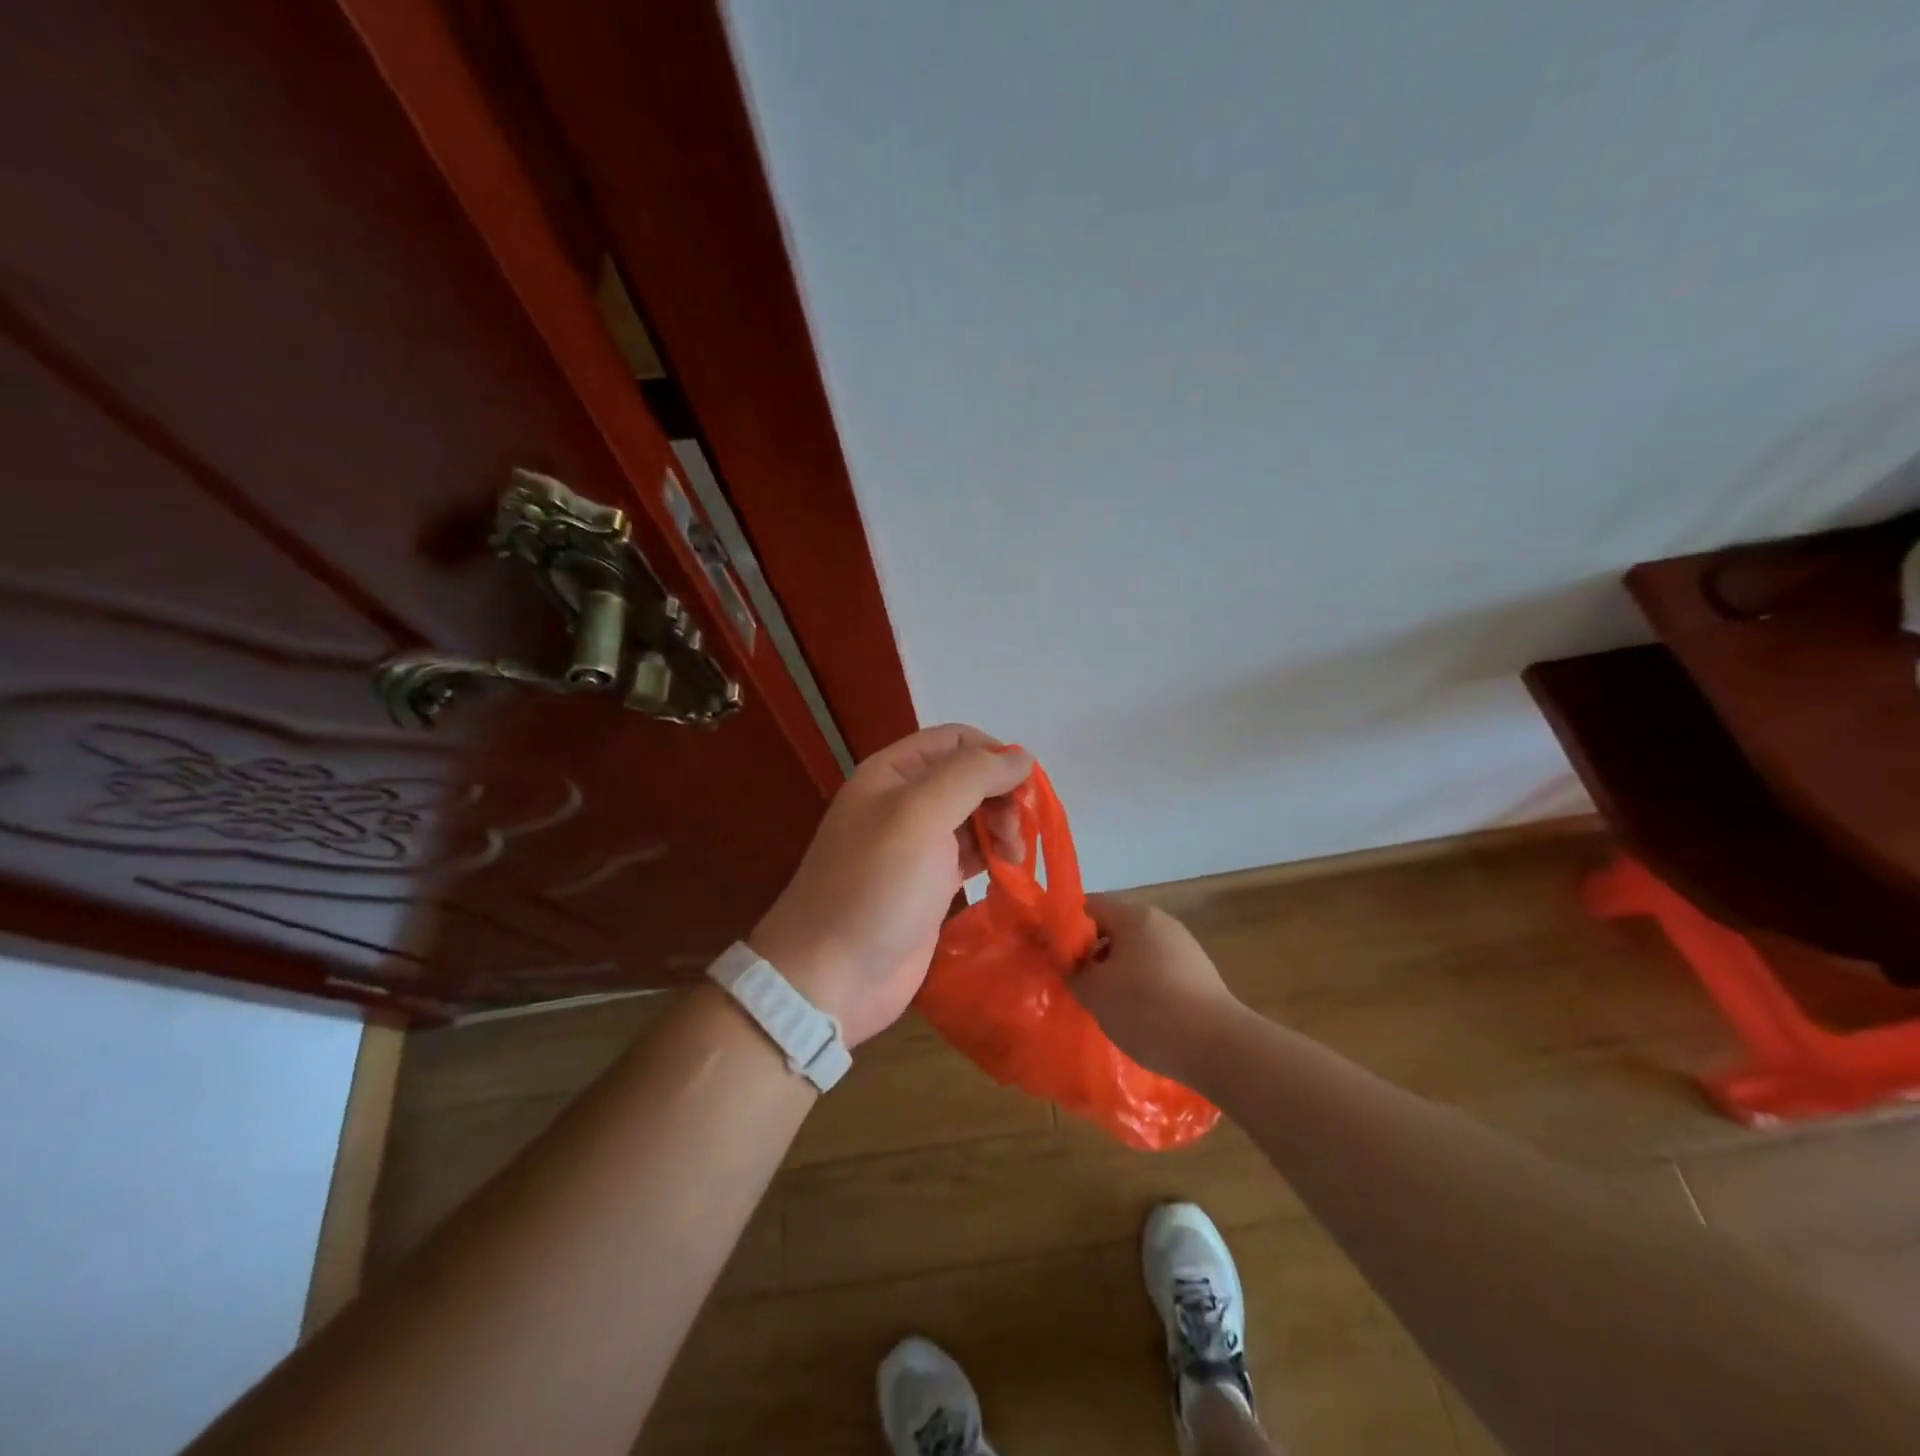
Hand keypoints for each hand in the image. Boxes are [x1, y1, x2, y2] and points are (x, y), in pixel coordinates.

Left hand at [749, 724, 1032, 1047]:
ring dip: (1002, 826)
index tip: (1025, 787)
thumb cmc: (876, 885)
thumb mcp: (921, 814)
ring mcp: (916, 845)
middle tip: (1017, 830)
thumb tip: (1022, 757)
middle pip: (968, 778)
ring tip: (1016, 855)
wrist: (833, 975)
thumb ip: (972, 775)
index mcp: (892, 773)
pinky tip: (1010, 870)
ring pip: (974, 816)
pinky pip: (971, 855)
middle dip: (1001, 795)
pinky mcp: (930, 885)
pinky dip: (995, 856)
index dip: (994, 754)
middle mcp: (904, 802)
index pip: (955, 740)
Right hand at [1072, 896, 1242, 1084]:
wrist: (1218, 1046)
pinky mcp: (1198, 971)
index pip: (1089, 906)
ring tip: (1106, 1003)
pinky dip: (1142, 983)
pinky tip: (1139, 1013)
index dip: (1066, 928)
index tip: (1055, 956)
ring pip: (1136, 949)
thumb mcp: (1095, 992)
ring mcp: (1183, 945)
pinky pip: (1157, 967)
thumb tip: (1062, 957)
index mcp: (1134, 916)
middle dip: (1092, 952)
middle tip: (1078, 983)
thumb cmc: (1147, 1010)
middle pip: (1114, 927)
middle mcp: (1160, 921)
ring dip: (1117, 970)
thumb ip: (1071, 968)